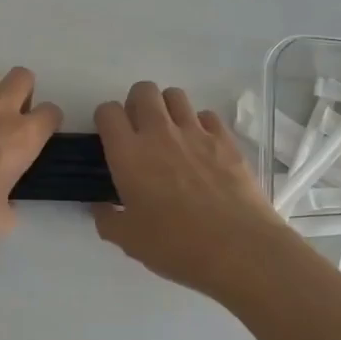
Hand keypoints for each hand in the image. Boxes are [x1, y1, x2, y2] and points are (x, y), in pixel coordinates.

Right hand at [92, 81, 291, 294]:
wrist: (238, 248)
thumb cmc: (176, 245)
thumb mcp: (129, 241)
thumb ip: (108, 220)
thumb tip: (101, 209)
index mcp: (129, 154)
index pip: (107, 112)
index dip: (105, 119)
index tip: (111, 138)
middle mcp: (159, 133)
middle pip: (143, 91)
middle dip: (136, 103)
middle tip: (140, 131)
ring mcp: (196, 132)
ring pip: (175, 95)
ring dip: (167, 108)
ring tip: (171, 133)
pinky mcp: (225, 139)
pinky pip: (207, 115)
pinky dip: (200, 124)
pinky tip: (202, 147)